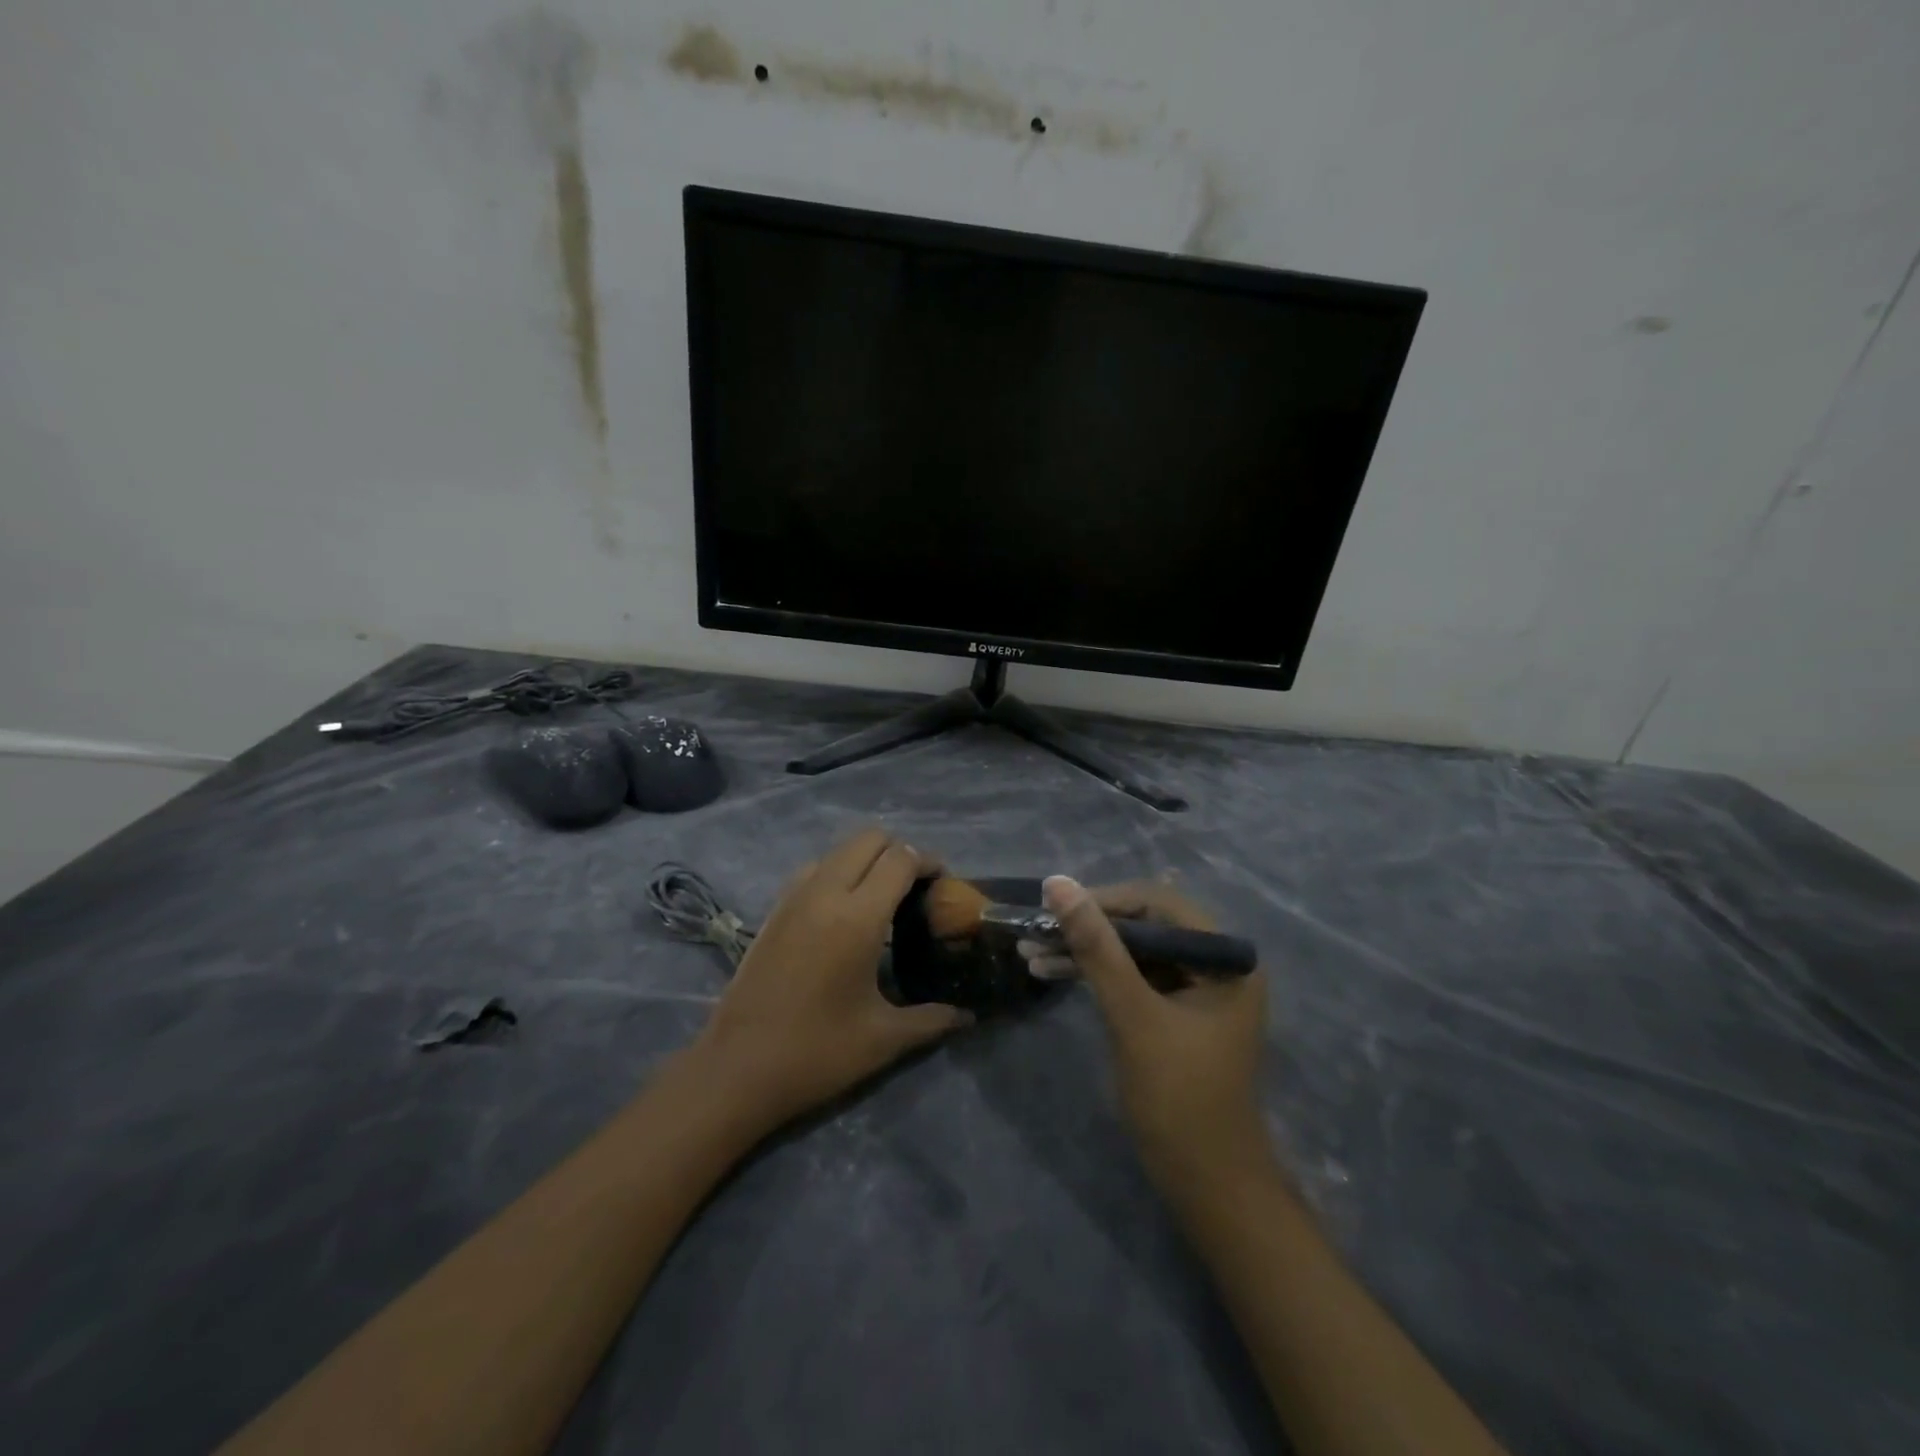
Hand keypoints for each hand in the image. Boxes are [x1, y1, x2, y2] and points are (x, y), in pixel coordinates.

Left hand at [689, 829, 971, 1131]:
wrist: (736, 1070)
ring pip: (838, 850)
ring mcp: (794, 898)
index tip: (944, 886)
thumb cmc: (816, 1053)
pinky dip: (837, 872)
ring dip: (866, 860)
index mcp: (857, 917)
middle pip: (869, 839)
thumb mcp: (884, 1039)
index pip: (901, 859)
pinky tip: (843, 912)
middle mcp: (825, 893)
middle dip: (900, 852)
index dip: (929, 863)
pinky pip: (813, 869)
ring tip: (882, 898)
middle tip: (916, 889)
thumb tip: (969, 1016)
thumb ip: (932, 1019)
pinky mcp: (774, 910)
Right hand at [1033, 876, 1270, 1196]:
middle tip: (1037, 931)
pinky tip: (1052, 974)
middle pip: (1144, 926)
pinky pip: (1133, 979)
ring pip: (1133, 953)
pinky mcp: (1177, 1014)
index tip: (1054, 908)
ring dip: (1085, 953)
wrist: (1208, 1186)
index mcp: (1226, 957)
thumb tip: (1058, 884)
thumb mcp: (1133, 1015)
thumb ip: (1097, 947)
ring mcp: (1197, 990)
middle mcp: (1217, 964)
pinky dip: (1097, 977)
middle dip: (1088, 929)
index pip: (1158, 904)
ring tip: (1031, 953)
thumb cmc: (1179, 1097)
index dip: (1104, 900)